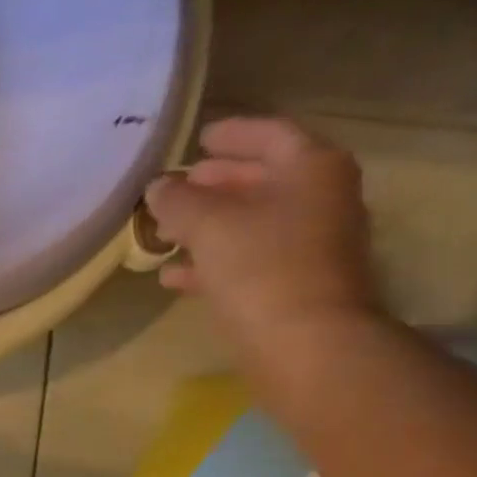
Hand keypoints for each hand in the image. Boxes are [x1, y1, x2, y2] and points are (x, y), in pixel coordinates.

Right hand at [144, 118, 380, 364]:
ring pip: (249, 223)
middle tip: (176, 186)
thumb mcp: (208, 224)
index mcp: (311, 169)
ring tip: (164, 231)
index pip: (270, 135)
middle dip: (215, 183)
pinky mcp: (290, 284)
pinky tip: (172, 275)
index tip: (197, 139)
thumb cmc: (261, 267)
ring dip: (206, 225)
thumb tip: (158, 187)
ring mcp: (308, 245)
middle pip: (261, 180)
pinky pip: (245, 260)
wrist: (304, 342)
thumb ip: (178, 199)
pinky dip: (210, 262)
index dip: (231, 134)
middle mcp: (318, 199)